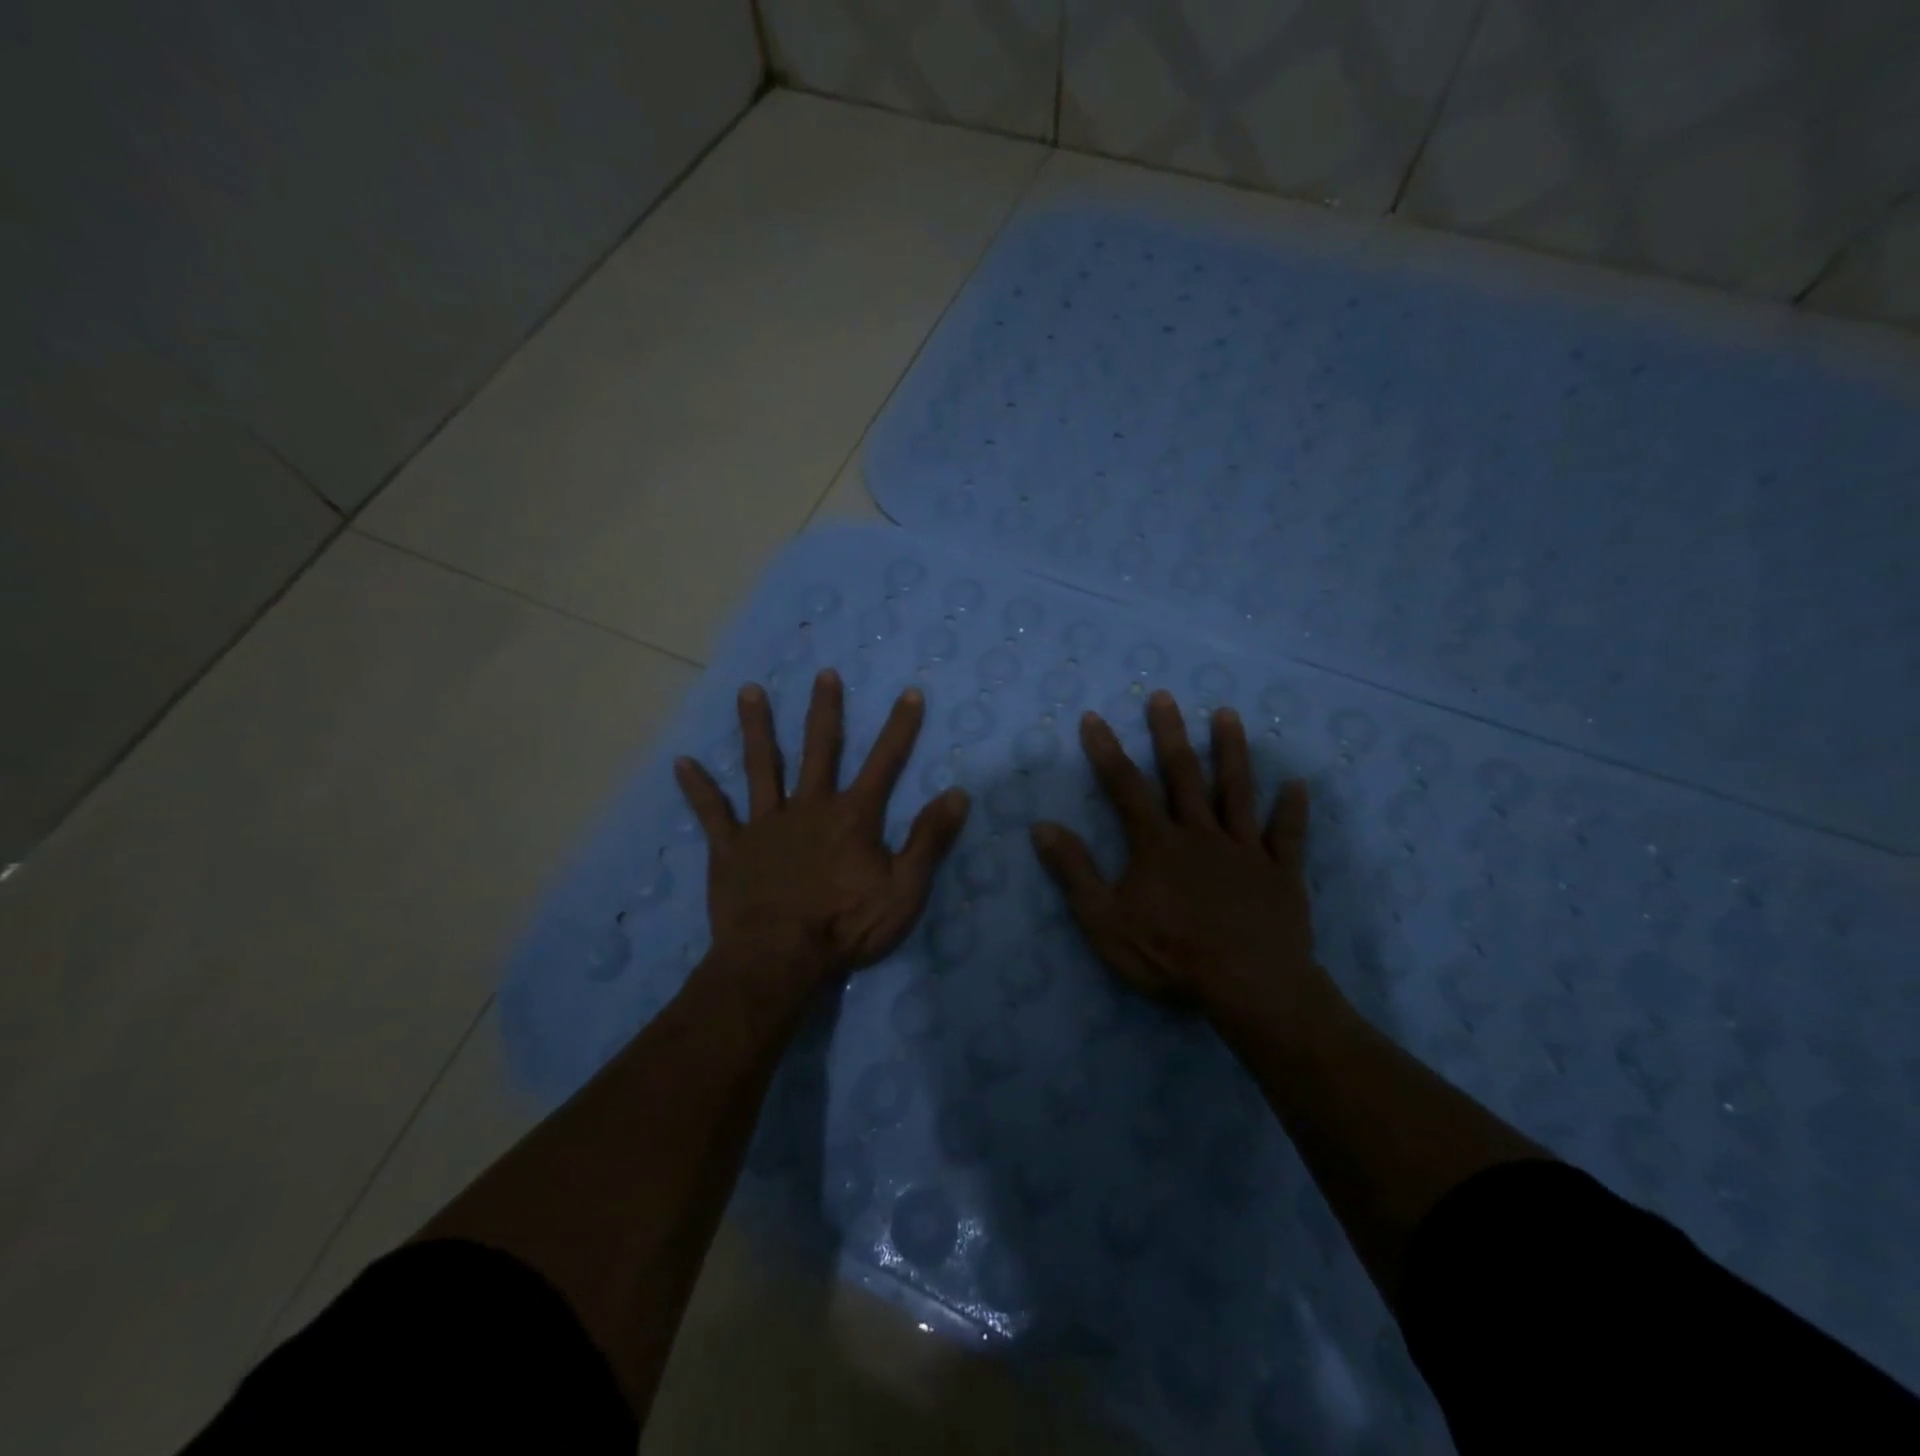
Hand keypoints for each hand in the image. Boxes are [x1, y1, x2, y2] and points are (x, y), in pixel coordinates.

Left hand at [674, 670, 969, 986]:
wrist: (778, 960)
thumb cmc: (845, 927)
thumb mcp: (904, 890)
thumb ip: (929, 840)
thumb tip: (958, 793)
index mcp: (852, 816)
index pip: (884, 762)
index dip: (900, 727)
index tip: (910, 692)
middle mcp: (809, 807)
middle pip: (819, 749)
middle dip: (824, 710)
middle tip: (824, 674)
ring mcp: (765, 824)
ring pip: (761, 766)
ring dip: (757, 728)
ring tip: (748, 691)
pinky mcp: (731, 848)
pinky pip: (712, 813)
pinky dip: (698, 789)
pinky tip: (681, 763)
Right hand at [1030, 690, 1330, 1019]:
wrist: (1250, 987)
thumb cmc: (1171, 955)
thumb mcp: (1105, 921)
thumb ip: (1074, 872)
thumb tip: (1042, 826)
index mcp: (1157, 844)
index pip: (1126, 787)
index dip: (1107, 751)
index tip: (1094, 718)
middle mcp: (1201, 834)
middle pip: (1183, 775)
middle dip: (1169, 734)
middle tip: (1164, 696)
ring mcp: (1245, 850)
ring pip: (1236, 791)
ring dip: (1232, 752)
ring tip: (1228, 714)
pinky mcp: (1280, 873)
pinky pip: (1287, 836)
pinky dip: (1292, 811)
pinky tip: (1298, 786)